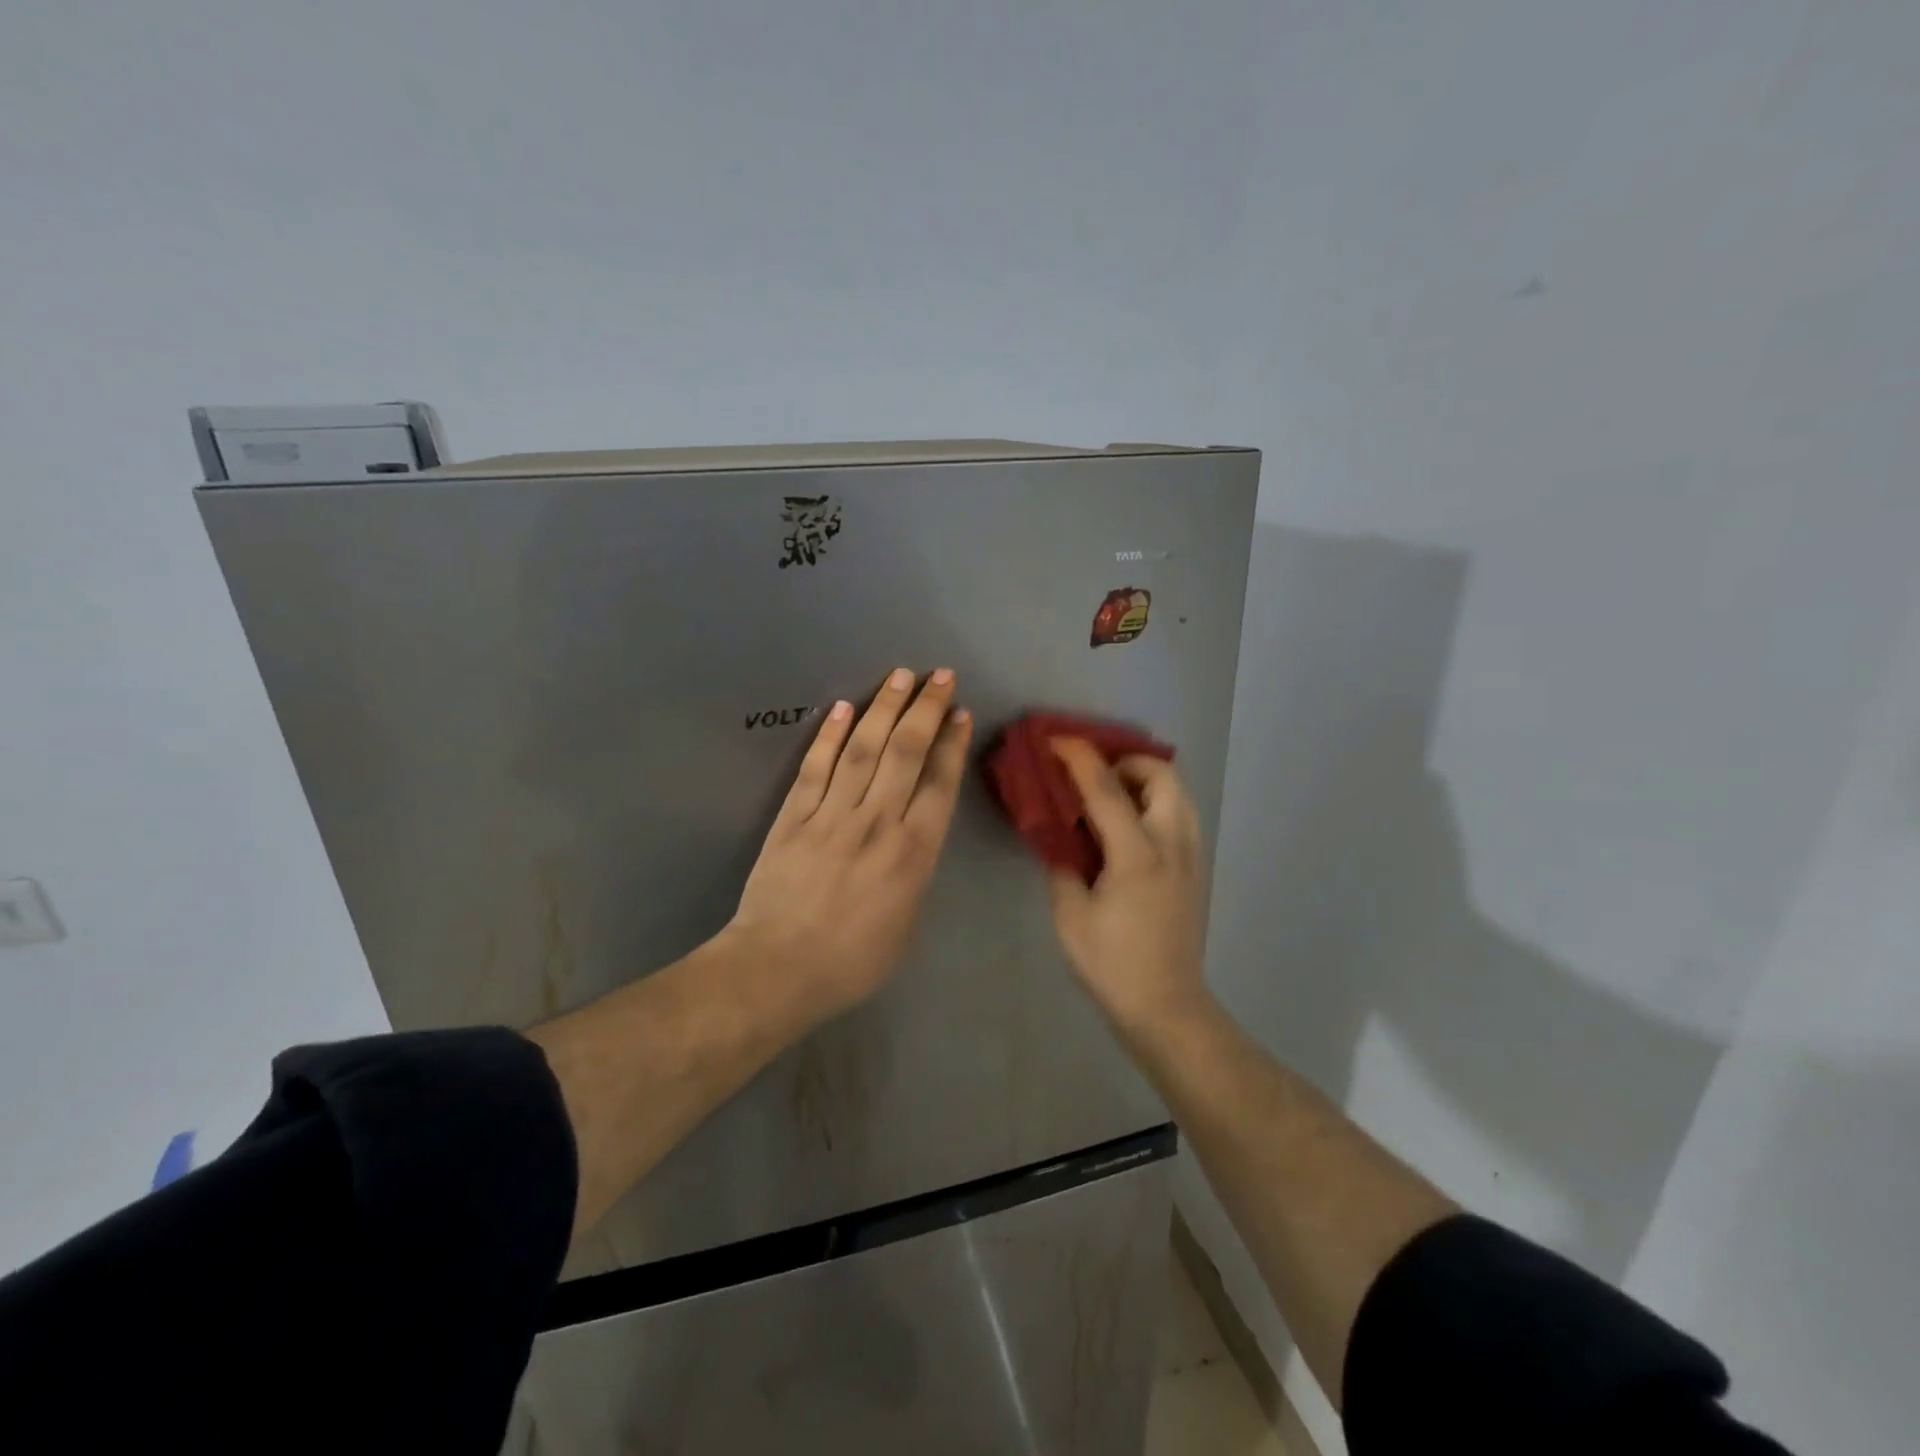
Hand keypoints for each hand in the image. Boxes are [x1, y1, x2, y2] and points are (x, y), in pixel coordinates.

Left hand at [723, 667, 972, 1018]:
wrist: (778, 970)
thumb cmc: (852, 961)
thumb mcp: (907, 924)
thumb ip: (915, 872)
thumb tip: (914, 838)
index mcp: (913, 853)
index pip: (939, 783)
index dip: (951, 743)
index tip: (958, 712)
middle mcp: (878, 822)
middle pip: (906, 752)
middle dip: (925, 709)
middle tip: (939, 675)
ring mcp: (832, 815)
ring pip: (863, 748)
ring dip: (884, 708)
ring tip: (900, 676)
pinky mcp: (793, 816)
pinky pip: (815, 767)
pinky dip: (828, 735)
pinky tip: (841, 707)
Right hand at [1045, 740, 1212, 1034]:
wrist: (1166, 1007)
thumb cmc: (1112, 964)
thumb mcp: (1070, 916)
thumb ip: (1062, 866)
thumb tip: (1059, 837)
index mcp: (1137, 855)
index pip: (1107, 789)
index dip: (1079, 758)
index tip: (1057, 740)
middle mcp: (1172, 844)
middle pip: (1162, 774)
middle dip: (1126, 760)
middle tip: (1093, 775)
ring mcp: (1190, 855)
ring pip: (1178, 791)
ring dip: (1145, 779)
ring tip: (1111, 795)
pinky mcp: (1195, 868)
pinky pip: (1181, 813)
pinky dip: (1156, 800)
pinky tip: (1130, 824)